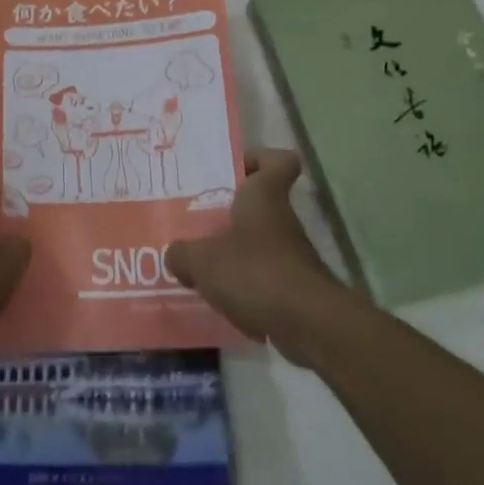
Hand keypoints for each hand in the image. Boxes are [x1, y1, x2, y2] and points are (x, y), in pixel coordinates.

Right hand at [167, 149, 343, 365]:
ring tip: (199, 266)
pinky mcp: (295, 289)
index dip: (258, 159)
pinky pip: (263, 279)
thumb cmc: (254, 272)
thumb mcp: (202, 260)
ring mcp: (292, 256)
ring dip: (234, 254)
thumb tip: (175, 255)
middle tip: (195, 222)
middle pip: (259, 205)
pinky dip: (245, 288)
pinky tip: (220, 301)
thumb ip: (182, 253)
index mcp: (264, 196)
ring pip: (258, 244)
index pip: (278, 161)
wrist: (308, 325)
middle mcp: (282, 220)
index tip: (233, 169)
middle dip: (228, 214)